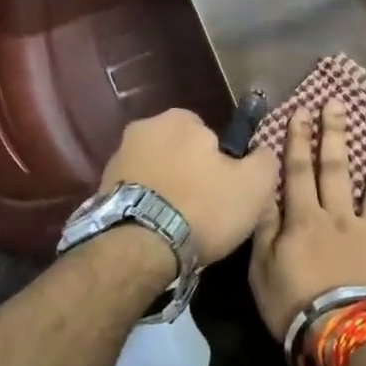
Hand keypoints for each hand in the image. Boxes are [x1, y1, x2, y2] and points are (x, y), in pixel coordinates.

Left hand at [99, 108, 278, 267]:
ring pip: (156, 170)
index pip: (208, 133)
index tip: (223, 188)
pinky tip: (155, 228)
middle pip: (178, 149)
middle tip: (202, 208)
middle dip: (189, 172)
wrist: (139, 247)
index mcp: (180, 118)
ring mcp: (118, 156)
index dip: (219, 161)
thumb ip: (264, 160)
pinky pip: (136, 191)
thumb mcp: (254, 185)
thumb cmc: (202, 208)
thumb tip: (261, 152)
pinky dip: (146, 204)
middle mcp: (144, 127)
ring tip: (177, 223)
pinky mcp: (101, 186)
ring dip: (166, 188)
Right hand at [249, 99, 365, 341]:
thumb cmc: (294, 307)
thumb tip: (264, 192)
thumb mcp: (262, 269)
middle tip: (338, 103)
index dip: (298, 140)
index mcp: (305, 219)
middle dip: (336, 133)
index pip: (298, 171)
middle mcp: (340, 217)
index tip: (302, 111)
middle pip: (337, 168)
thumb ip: (265, 228)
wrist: (345, 337)